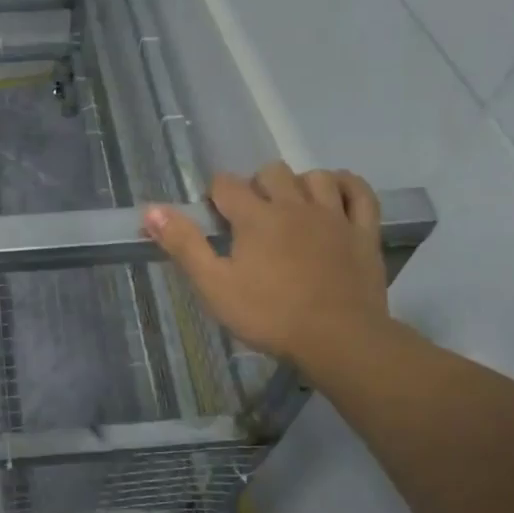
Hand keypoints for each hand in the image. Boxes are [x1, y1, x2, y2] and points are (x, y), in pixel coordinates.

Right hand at [144, 163, 390, 367]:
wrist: (339, 340)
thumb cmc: (269, 315)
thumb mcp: (214, 286)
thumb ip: (183, 245)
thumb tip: (150, 210)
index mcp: (255, 217)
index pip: (226, 185)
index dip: (215, 197)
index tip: (215, 221)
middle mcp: (294, 205)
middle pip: (271, 172)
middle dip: (256, 186)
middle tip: (251, 219)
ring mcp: (333, 216)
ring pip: (315, 177)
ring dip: (298, 185)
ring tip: (291, 209)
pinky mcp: (363, 232)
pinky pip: (359, 192)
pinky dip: (345, 185)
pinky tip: (334, 194)